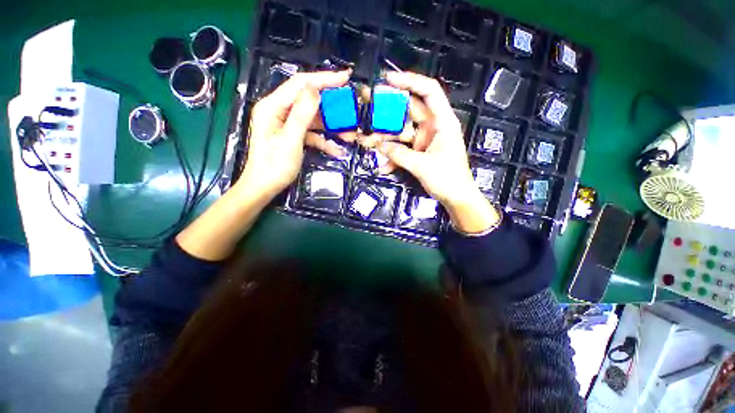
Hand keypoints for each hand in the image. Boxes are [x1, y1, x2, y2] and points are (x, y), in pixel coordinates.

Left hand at [236, 71, 350, 198]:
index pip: (301, 84)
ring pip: (313, 118)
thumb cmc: (274, 166)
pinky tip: (336, 150)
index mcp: (273, 106)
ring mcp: (287, 124)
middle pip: (309, 99)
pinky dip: (324, 140)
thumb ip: (302, 114)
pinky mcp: (293, 135)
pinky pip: (311, 133)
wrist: (264, 187)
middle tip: (350, 107)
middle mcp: (279, 111)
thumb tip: (315, 89)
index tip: (345, 78)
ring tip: (350, 134)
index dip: (324, 79)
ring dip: (331, 126)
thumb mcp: (291, 140)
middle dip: (331, 105)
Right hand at [374, 72, 498, 233]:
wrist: (456, 198)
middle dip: (388, 112)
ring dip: (386, 139)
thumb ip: (398, 154)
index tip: (388, 80)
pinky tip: (384, 167)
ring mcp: (425, 139)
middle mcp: (433, 126)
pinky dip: (393, 156)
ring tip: (367, 143)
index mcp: (442, 122)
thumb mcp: (421, 165)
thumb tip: (377, 145)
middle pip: (409, 111)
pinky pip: (403, 149)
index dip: (409, 81)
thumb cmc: (447, 179)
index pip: (429, 91)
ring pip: (402, 132)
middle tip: (367, 107)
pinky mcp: (420, 151)